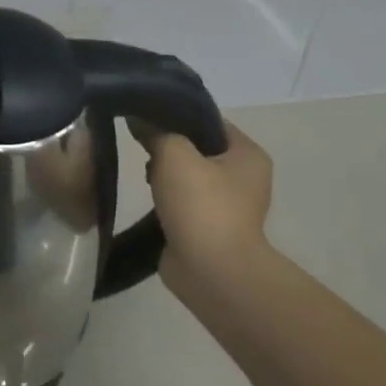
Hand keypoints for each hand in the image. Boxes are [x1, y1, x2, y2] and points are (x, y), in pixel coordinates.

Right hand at [136, 117, 274, 284]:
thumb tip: (138, 117)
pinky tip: (147, 197)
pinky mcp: (207, 227)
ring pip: (187, 175)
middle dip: (168, 146)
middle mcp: (243, 177)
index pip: (209, 121)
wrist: (211, 272)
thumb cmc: (202, 206)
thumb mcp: (175, 156)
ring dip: (164, 174)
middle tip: (141, 144)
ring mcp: (226, 205)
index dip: (177, 114)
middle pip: (197, 147)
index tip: (146, 113)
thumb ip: (156, 131)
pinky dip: (165, 198)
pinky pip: (182, 201)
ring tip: (141, 172)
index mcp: (247, 154)